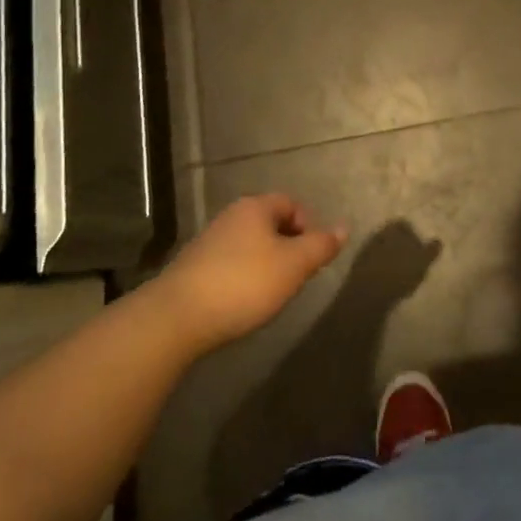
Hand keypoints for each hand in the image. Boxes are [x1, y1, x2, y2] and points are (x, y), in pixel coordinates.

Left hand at [152, 194, 346, 353]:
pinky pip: (230, 264)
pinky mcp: (193, 268)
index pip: (291, 203)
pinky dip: (243, 278)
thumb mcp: (294, 265)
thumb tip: (344, 227)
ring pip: (250, 245)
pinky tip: (243, 302)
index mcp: (255, 207)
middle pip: (270, 223)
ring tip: (272, 293)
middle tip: (296, 277)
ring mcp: (208, 242)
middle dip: (288, 247)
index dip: (308, 225)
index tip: (313, 256)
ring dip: (266, 264)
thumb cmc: (244, 283)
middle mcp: (230, 216)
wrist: (176, 318)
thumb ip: (321, 245)